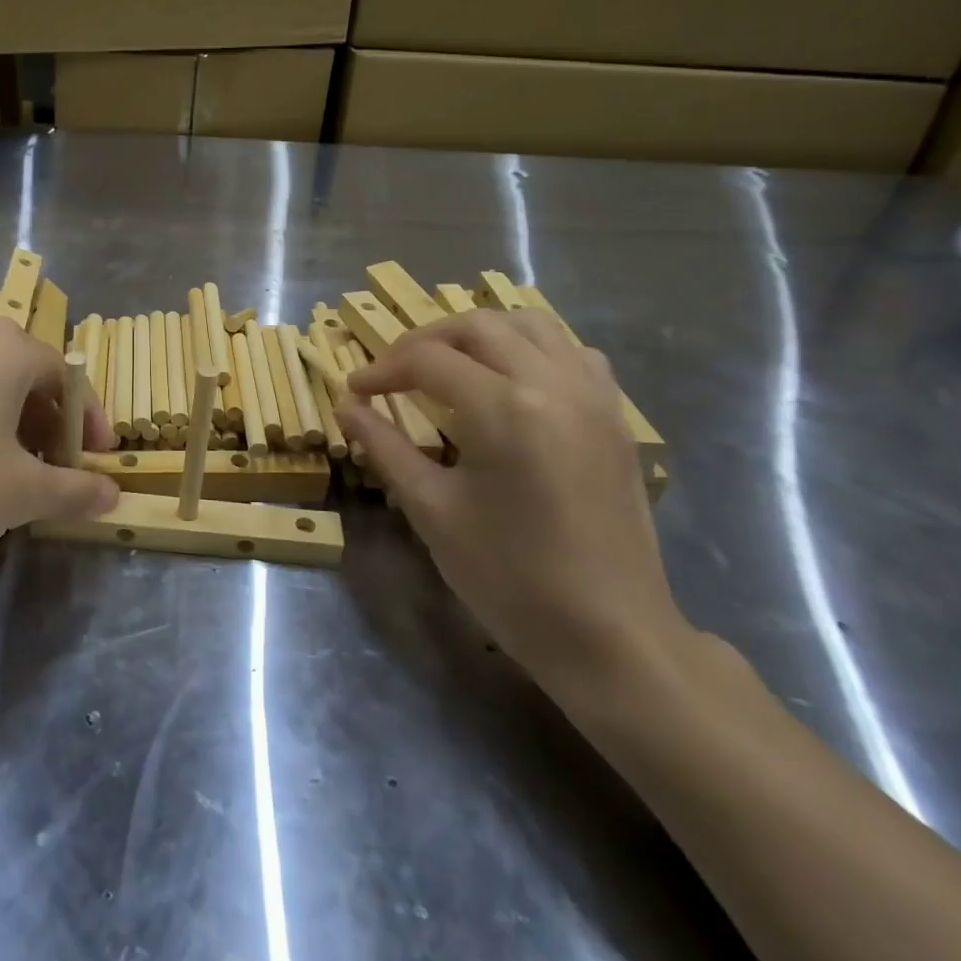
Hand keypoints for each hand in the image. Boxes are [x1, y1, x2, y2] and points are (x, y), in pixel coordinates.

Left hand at [0, 319, 118, 578]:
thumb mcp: (21, 493)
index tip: (98, 462)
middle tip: (55, 471)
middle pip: (26, 377)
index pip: (66, 377)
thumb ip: (74, 490)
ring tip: (10, 475)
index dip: (90, 422)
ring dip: (11, 426)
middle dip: (49, 425)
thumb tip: (112, 494)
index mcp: (5, 348)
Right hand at [337, 309, 689, 696]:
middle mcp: (553, 384)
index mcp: (505, 408)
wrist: (610, 635)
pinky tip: (512, 380)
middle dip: (426, 340)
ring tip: (449, 364)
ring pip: (530, 324)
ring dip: (480, 334)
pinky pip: (571, 352)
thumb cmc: (510, 578)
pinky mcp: (614, 416)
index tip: (356, 389)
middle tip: (393, 373)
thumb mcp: (432, 510)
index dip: (382, 369)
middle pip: (478, 326)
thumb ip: (385, 447)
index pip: (428, 360)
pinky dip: (531, 348)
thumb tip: (347, 406)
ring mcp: (592, 395)